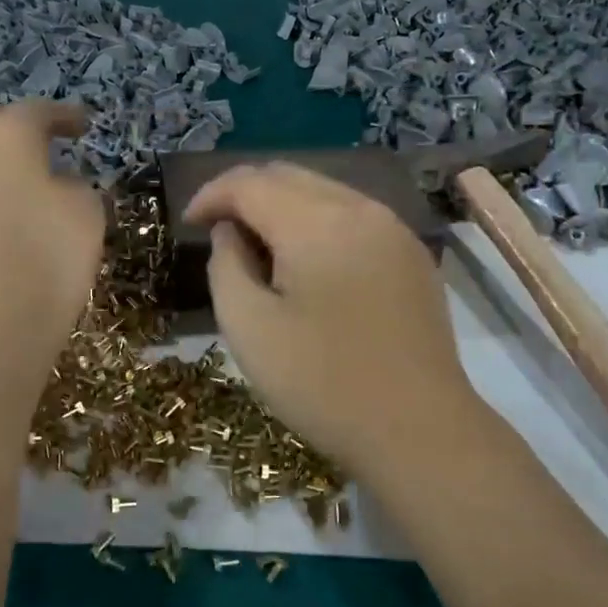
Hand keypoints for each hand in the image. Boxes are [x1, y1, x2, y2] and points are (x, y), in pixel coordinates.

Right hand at [185, 162, 483, 480]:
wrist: (419, 431)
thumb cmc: (323, 384)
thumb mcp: (250, 329)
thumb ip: (226, 266)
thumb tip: (230, 232)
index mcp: (317, 222)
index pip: (250, 182)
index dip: (211, 195)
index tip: (188, 224)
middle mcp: (360, 208)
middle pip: (288, 175)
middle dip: (245, 194)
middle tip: (218, 232)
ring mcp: (394, 228)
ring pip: (323, 191)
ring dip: (282, 206)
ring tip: (259, 247)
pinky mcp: (412, 253)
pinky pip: (353, 216)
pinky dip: (318, 222)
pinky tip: (308, 262)